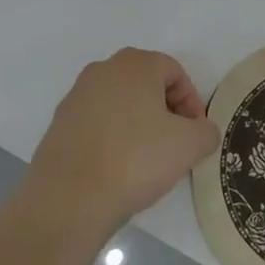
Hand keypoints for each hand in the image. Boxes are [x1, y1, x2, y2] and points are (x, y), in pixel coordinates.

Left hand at [23, 48, 218, 243]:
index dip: (192, 102)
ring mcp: (76, 97)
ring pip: (120, 104)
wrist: (68, 199)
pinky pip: (96, 124)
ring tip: (146, 161)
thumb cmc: (135, 160)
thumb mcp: (189, 145)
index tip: (195, 134)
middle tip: (175, 144)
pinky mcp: (58, 125)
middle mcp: (102, 70)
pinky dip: (112, 139)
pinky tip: (117, 169)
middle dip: (165, 111)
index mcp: (135, 64)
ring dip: (138, 125)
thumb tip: (202, 132)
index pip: (175, 72)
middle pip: (145, 84)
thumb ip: (207, 131)